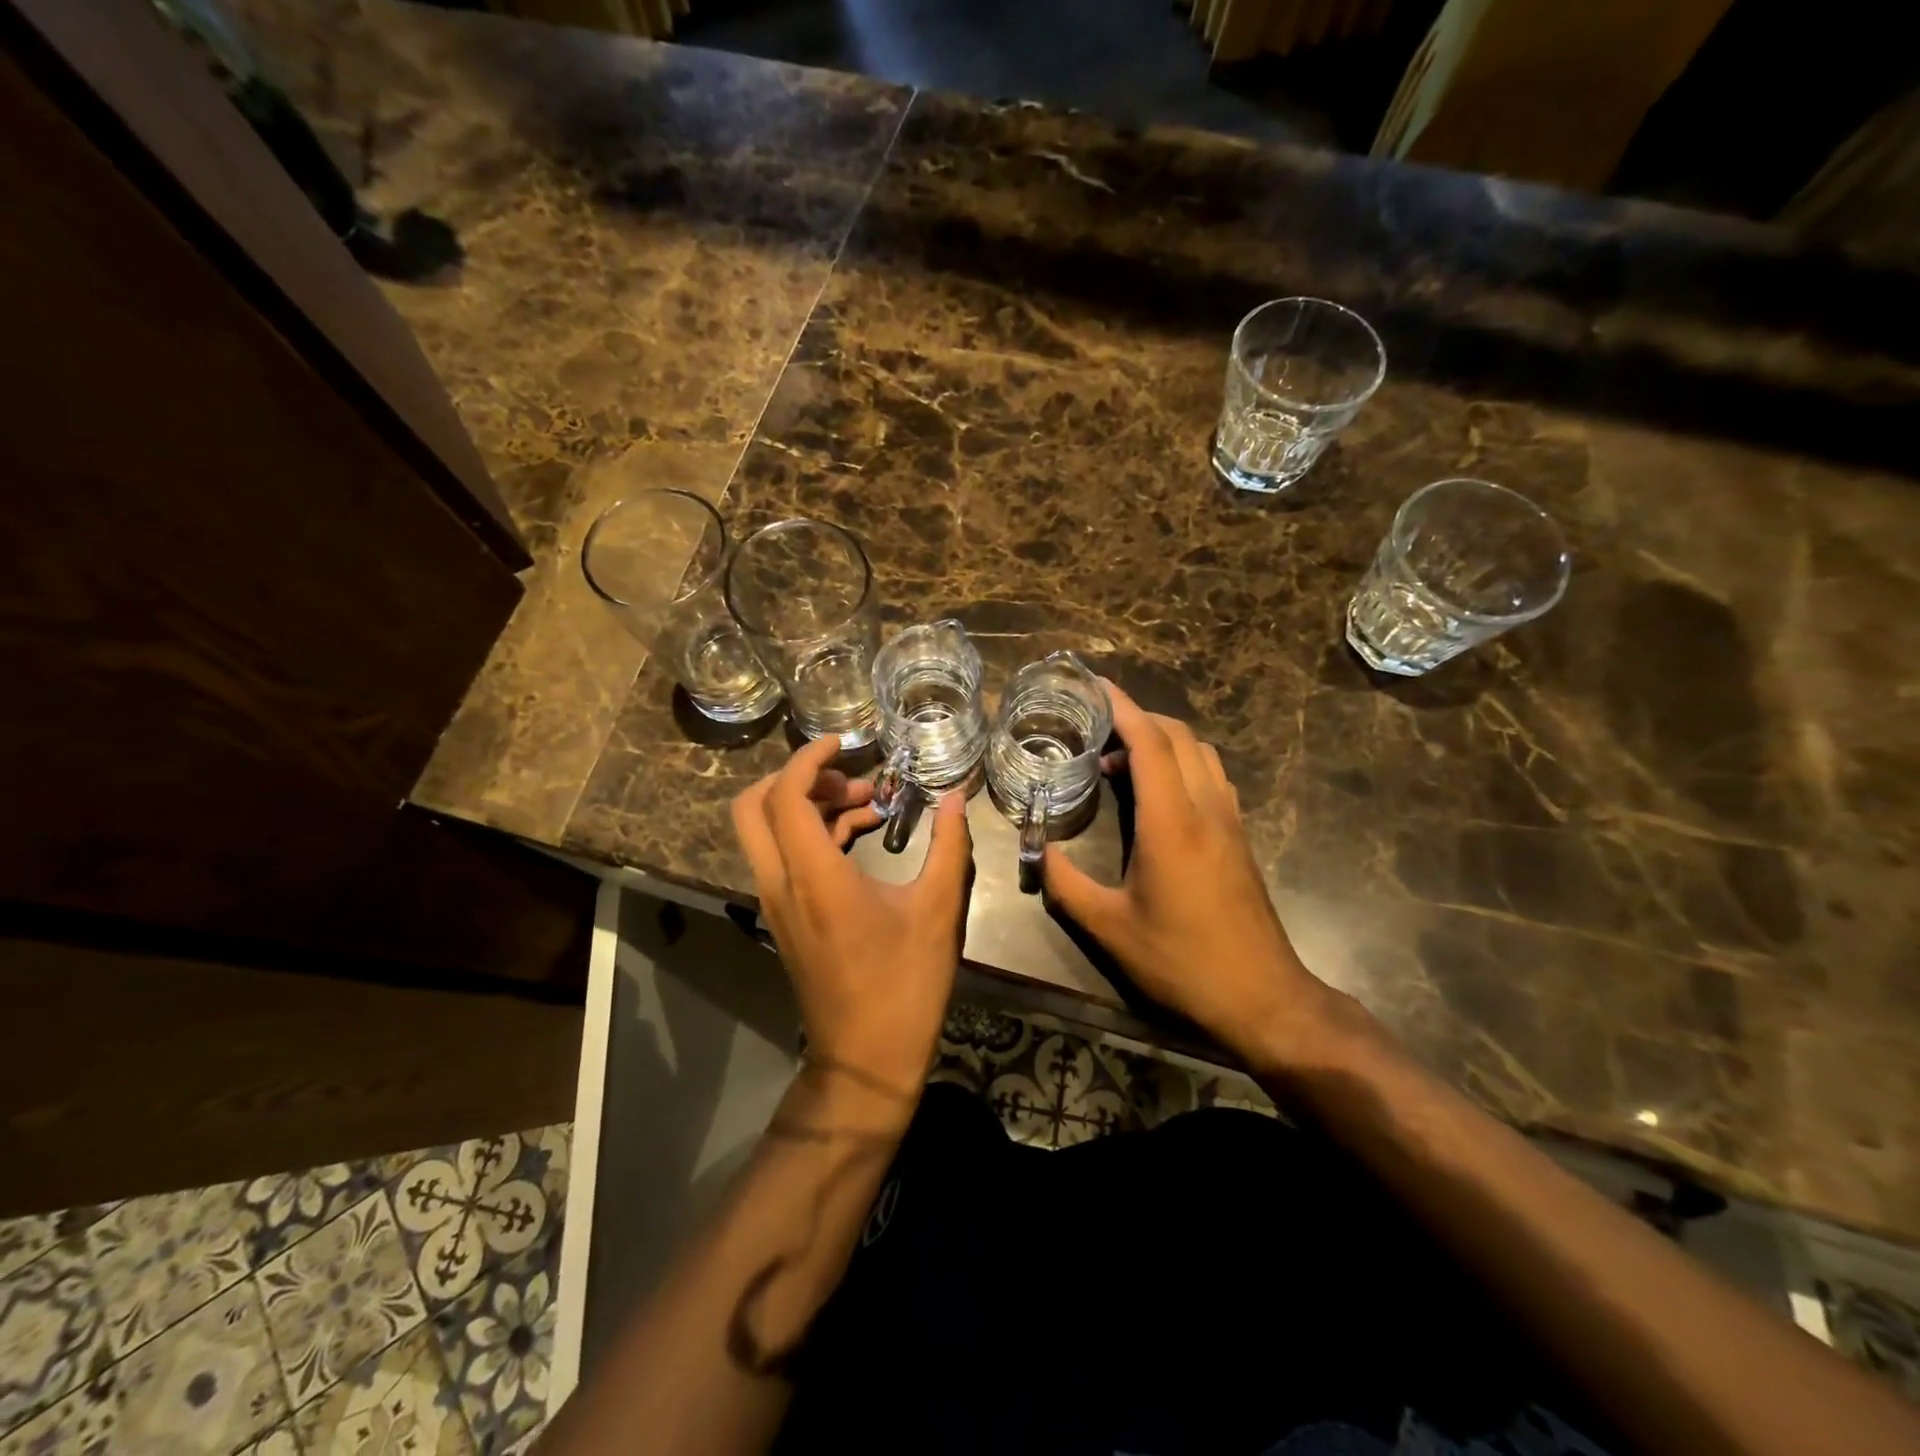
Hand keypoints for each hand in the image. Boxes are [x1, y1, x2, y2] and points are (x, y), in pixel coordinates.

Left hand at [732, 734, 973, 1103]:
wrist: (866, 1060)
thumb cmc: (905, 984)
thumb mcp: (938, 910)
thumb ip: (948, 846)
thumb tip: (956, 797)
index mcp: (814, 876)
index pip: (785, 795)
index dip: (809, 758)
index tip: (845, 743)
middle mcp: (781, 884)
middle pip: (754, 808)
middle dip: (798, 778)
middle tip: (850, 778)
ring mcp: (777, 904)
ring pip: (767, 832)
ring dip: (809, 806)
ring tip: (869, 804)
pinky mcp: (785, 919)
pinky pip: (783, 858)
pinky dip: (812, 835)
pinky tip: (861, 836)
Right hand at [1041, 684, 1326, 1056]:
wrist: (1263, 997)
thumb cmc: (1182, 961)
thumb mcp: (1110, 928)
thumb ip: (1065, 884)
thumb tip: (1036, 850)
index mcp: (1172, 822)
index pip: (1149, 741)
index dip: (1121, 705)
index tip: (1092, 685)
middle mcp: (1206, 807)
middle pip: (1177, 735)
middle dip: (1136, 716)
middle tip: (1094, 723)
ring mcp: (1229, 820)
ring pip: (1200, 751)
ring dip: (1161, 738)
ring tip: (1119, 755)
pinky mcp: (1239, 836)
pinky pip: (1211, 775)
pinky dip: (1181, 761)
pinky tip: (1156, 792)